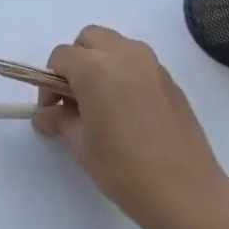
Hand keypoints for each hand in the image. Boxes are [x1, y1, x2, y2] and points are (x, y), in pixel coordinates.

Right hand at [34, 26, 228, 228]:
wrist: (183, 189)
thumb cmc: (123, 167)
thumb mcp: (81, 144)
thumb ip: (60, 120)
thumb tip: (45, 115)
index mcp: (96, 68)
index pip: (61, 58)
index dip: (48, 83)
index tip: (51, 112)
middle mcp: (125, 55)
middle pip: (89, 39)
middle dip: (75, 63)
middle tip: (72, 99)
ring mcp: (152, 65)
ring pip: (116, 47)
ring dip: (100, 64)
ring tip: (99, 104)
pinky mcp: (170, 80)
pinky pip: (138, 64)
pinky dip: (123, 75)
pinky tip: (124, 112)